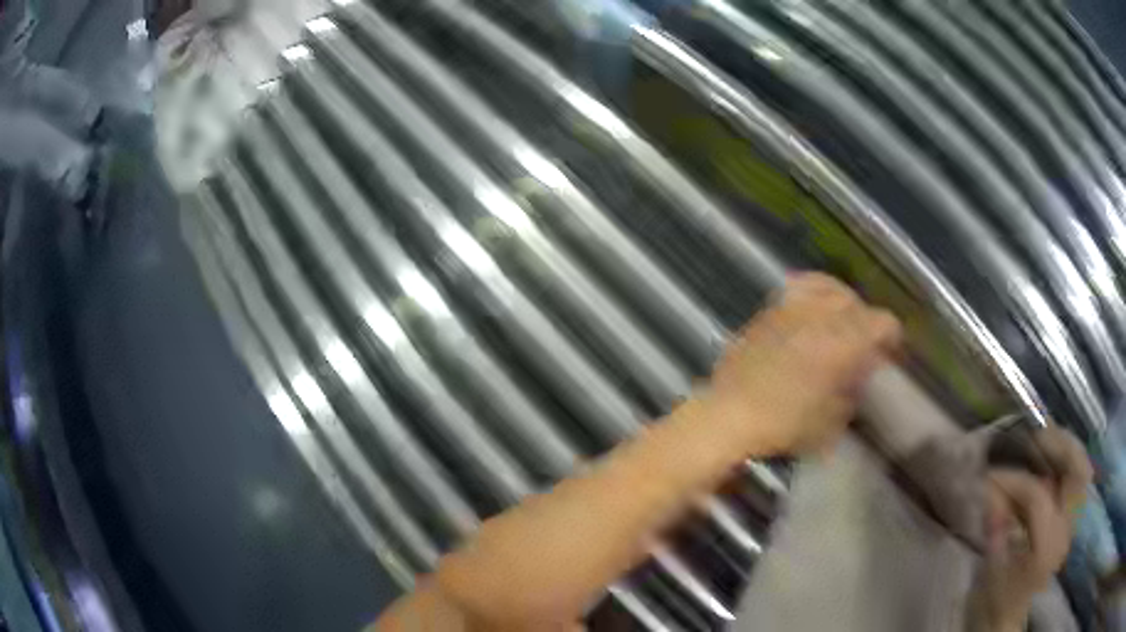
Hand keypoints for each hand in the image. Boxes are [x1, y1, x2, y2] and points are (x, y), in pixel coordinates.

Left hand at [700, 272, 901, 455]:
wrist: (729, 415)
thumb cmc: (784, 425)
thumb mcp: (832, 422)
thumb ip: (852, 393)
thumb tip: (857, 377)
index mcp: (845, 341)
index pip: (883, 323)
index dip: (891, 338)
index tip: (889, 354)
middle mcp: (823, 315)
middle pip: (857, 303)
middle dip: (866, 321)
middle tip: (864, 344)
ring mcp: (794, 307)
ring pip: (829, 287)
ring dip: (842, 303)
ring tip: (840, 321)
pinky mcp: (769, 309)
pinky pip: (799, 289)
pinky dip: (813, 295)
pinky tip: (810, 313)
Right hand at [972, 426, 1091, 630]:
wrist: (1006, 621)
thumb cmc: (994, 602)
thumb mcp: (990, 572)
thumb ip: (996, 531)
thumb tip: (990, 492)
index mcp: (1045, 548)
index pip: (1037, 497)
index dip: (1013, 481)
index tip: (990, 477)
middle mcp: (1065, 531)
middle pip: (1077, 472)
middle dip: (1060, 445)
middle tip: (1036, 435)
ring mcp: (1071, 525)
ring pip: (1082, 471)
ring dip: (1067, 450)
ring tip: (1047, 440)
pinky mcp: (1070, 523)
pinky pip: (1077, 482)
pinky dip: (1069, 465)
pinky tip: (1054, 461)